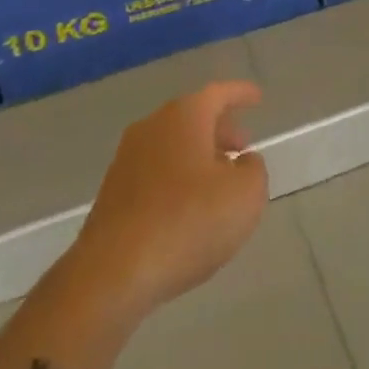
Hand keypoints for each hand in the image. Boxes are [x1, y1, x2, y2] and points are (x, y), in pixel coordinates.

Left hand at [71, 81, 268, 316]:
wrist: (112, 274)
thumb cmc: (187, 222)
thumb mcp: (245, 195)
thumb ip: (253, 170)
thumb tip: (243, 161)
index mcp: (184, 117)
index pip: (218, 94)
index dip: (240, 94)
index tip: (257, 97)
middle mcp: (152, 127)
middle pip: (193, 117)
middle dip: (221, 129)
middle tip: (243, 145)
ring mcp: (127, 160)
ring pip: (173, 145)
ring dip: (199, 156)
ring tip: (220, 180)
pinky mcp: (113, 194)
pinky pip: (156, 172)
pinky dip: (178, 178)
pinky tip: (190, 208)